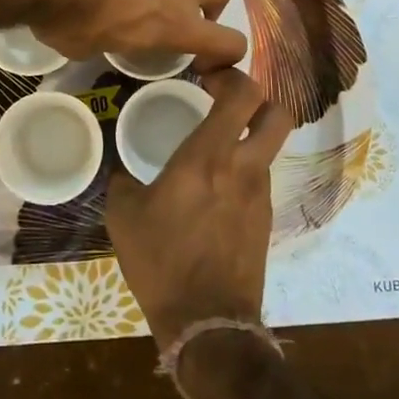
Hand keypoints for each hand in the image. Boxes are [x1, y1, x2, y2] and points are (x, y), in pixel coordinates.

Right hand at [106, 68, 292, 346]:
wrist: (207, 323)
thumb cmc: (161, 262)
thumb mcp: (124, 216)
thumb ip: (122, 181)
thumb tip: (122, 168)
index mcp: (209, 157)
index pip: (244, 95)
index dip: (232, 75)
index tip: (207, 79)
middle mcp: (244, 168)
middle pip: (276, 113)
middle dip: (256, 99)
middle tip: (224, 103)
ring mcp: (261, 195)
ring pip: (269, 147)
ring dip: (248, 137)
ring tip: (213, 149)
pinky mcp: (266, 220)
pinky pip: (260, 178)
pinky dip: (244, 170)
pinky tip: (215, 190)